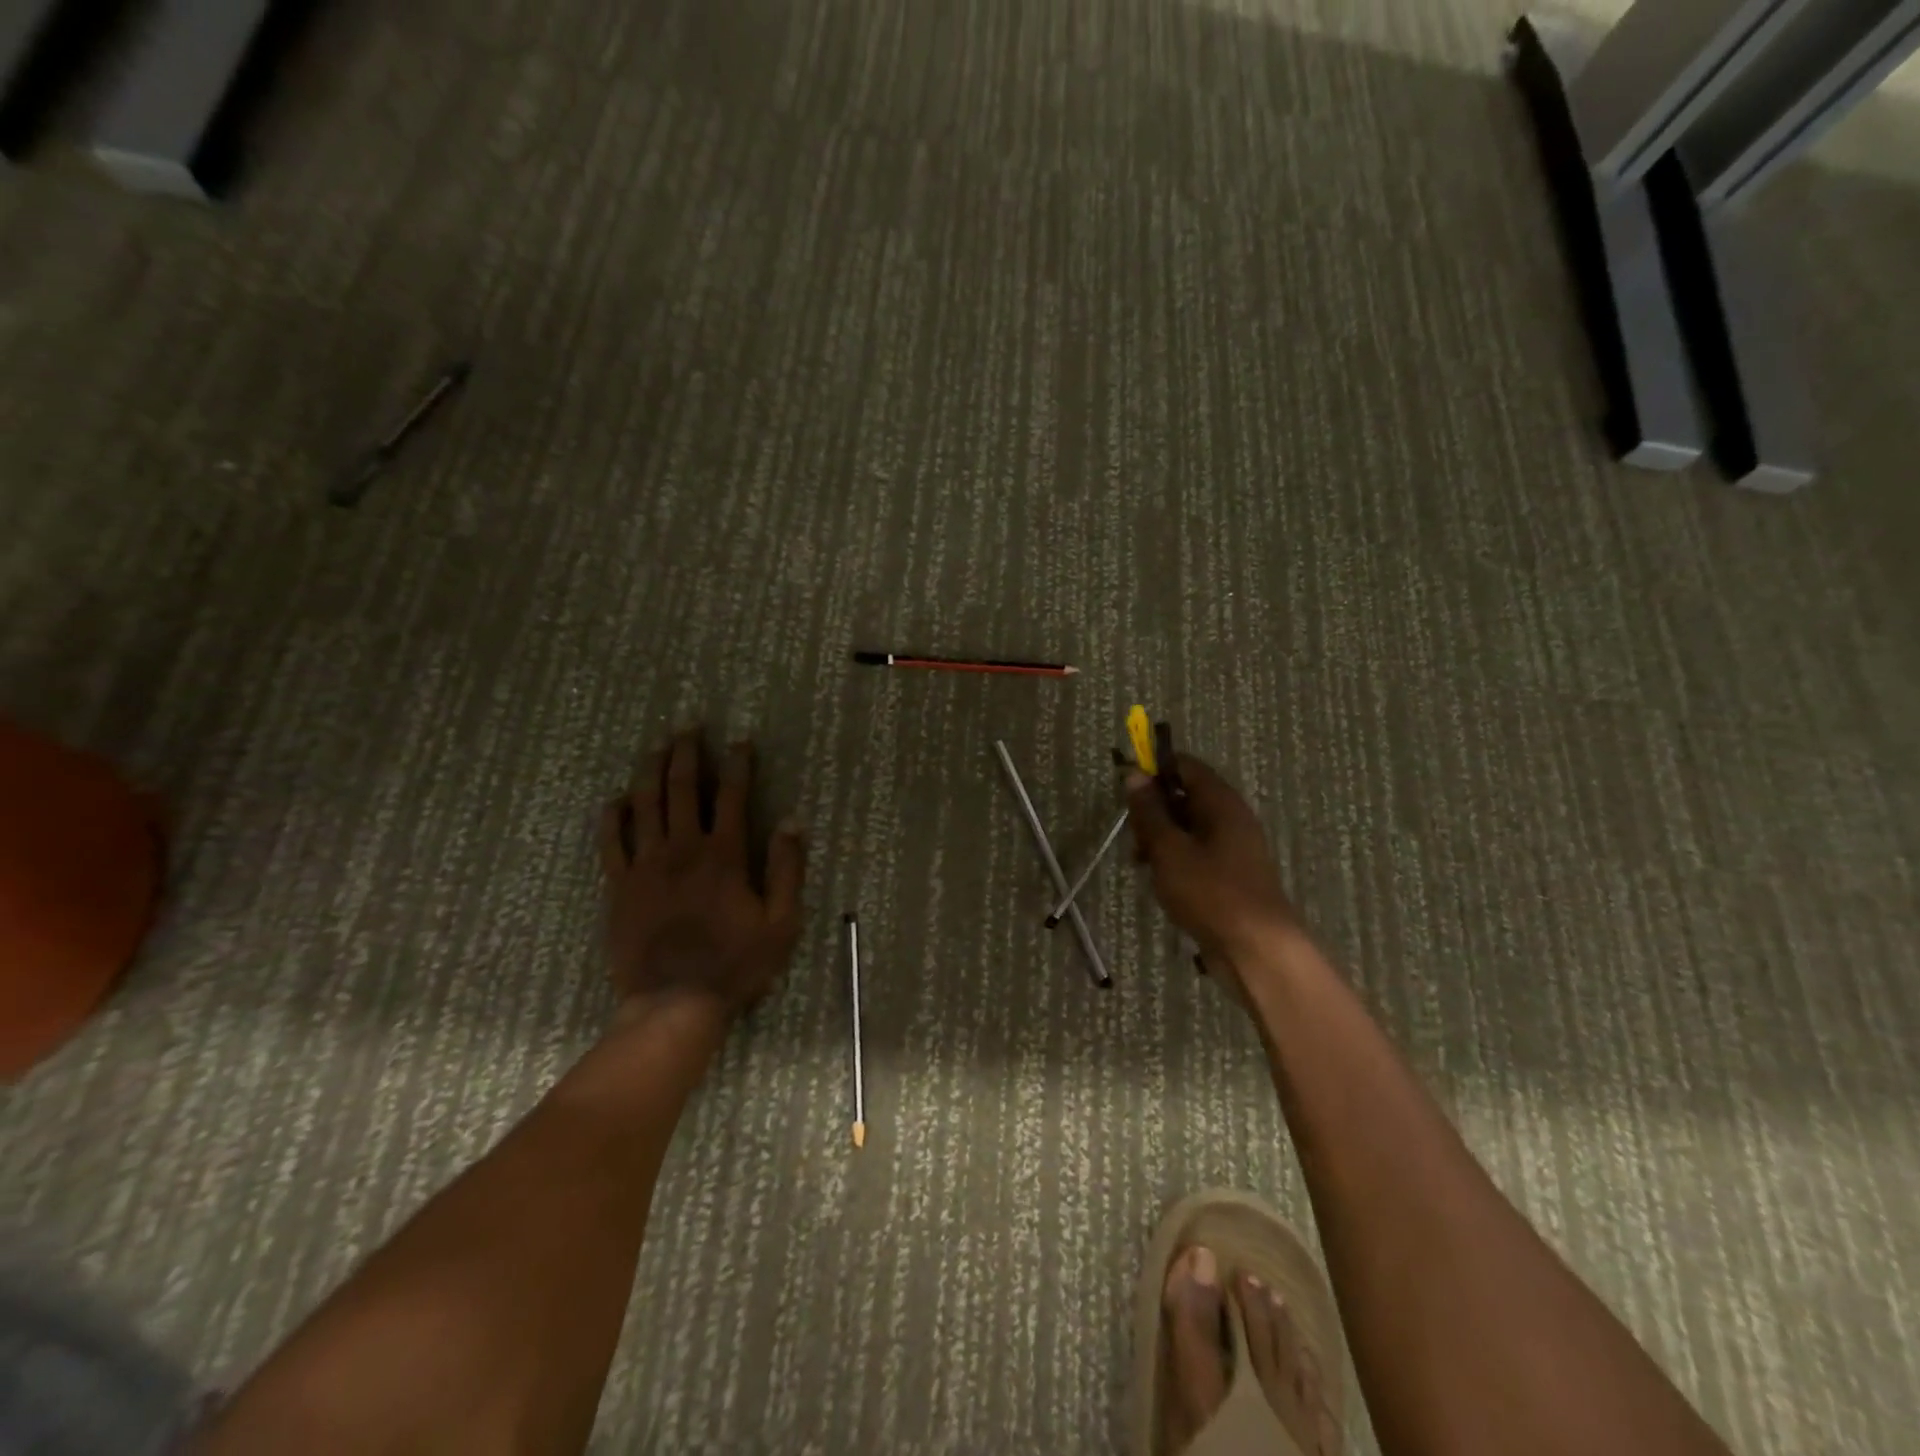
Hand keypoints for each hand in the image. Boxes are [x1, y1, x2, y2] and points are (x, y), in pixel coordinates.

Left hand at [599, 729, 806, 1020]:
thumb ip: (787, 870)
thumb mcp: (781, 923)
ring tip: (656, 746)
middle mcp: (682, 849)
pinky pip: (611, 841)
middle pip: (682, 788)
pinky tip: (616, 799)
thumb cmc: (736, 964)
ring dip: (651, 770)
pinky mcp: (620, 886)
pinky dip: (613, 816)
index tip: (740, 741)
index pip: (732, 796)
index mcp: (723, 856)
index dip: (738, 764)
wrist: (674, 1003)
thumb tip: (793, 821)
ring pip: (645, 804)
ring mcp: (645, 866)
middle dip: (687, 753)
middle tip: (688, 726)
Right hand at [1127, 754, 1302, 980]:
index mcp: (1221, 803)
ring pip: (1188, 828)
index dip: (1154, 771)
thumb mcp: (1169, 849)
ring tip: (1140, 861)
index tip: (1126, 789)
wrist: (1256, 950)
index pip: (1186, 767)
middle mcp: (1231, 819)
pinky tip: (1158, 880)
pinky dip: (1174, 859)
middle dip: (1153, 810)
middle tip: (1132, 834)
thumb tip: (1134, 774)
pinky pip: (1196, 853)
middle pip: (1186, 797)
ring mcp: (1233, 848)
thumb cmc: (1210, 892)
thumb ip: (1149, 811)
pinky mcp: (1230, 876)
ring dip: (1160, 838)